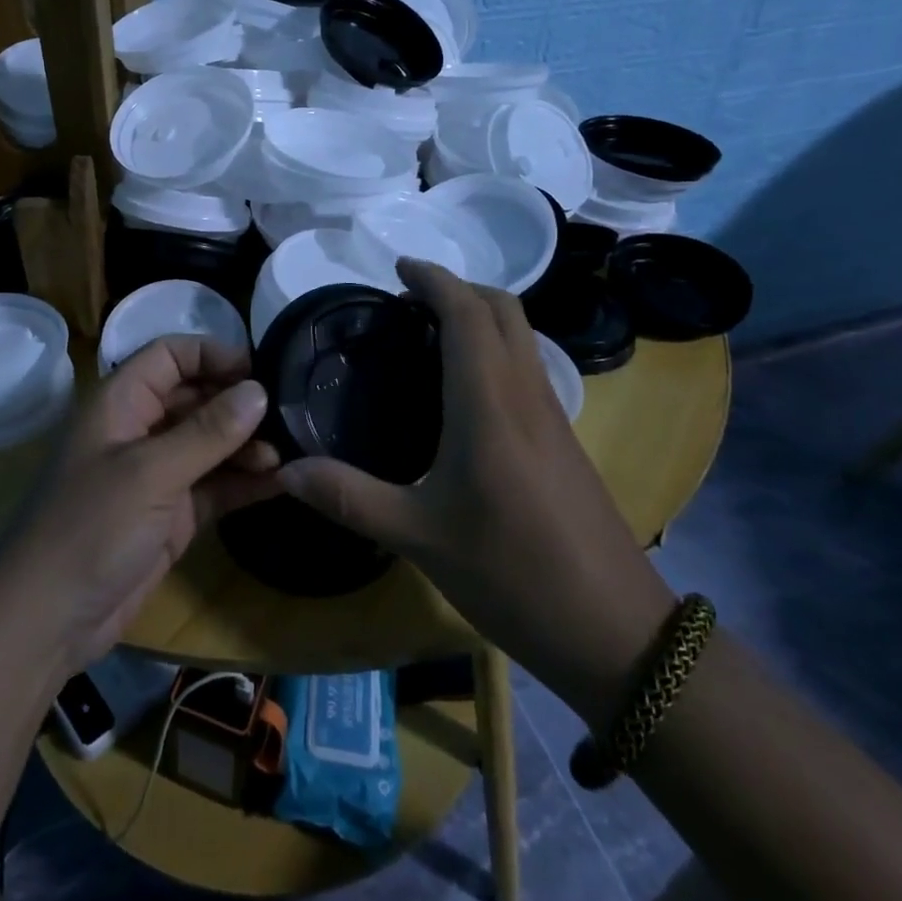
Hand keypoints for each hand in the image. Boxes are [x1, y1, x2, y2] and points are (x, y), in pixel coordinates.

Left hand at [0, 335, 277, 680]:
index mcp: (121, 403)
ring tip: (287, 453)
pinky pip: (215, 486)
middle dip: (238, 403)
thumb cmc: (90, 528)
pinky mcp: (173, 514)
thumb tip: (259, 390)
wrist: (47, 621)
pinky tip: (281, 481)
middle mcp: (140, 429)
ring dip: (247, 445)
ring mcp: (157, 474)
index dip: (213, 354)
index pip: (170, 355)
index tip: (260, 370)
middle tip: (289, 413)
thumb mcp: (150, 473)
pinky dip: (244, 482)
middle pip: (196, 397)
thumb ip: (207, 432)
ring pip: (210, 443)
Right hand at [277, 260, 675, 721]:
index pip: (467, 312)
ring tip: (429, 333)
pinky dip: (495, 349)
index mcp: (489, 403)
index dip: (434, 279)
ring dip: (480, 315)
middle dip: (458, 288)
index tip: (398, 268)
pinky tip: (464, 390)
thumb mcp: (418, 536)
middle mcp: (525, 393)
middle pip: (503, 310)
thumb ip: (349, 498)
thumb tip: (285, 472)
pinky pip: (527, 366)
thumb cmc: (512, 573)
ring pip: (521, 336)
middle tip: (409, 298)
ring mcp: (552, 416)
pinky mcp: (564, 440)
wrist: (616, 631)